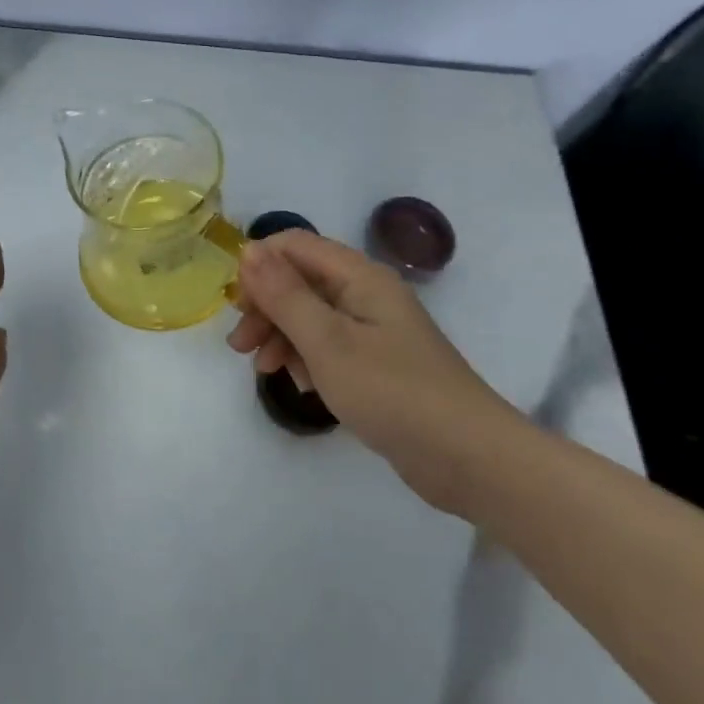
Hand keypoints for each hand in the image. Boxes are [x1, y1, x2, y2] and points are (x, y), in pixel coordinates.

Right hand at [228, 230, 523, 514]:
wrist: (468, 458)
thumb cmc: (392, 392)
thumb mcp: (327, 341)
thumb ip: (284, 295)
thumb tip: (248, 249)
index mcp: (359, 277)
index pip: (295, 245)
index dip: (259, 265)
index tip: (235, 304)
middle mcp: (366, 294)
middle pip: (300, 282)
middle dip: (265, 308)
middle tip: (240, 346)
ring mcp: (373, 330)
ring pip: (310, 317)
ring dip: (281, 336)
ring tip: (266, 371)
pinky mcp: (377, 364)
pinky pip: (328, 347)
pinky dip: (307, 359)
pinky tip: (302, 386)